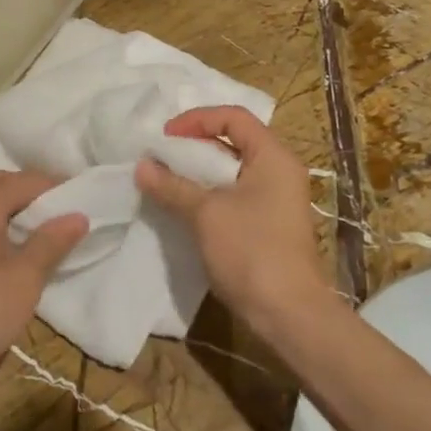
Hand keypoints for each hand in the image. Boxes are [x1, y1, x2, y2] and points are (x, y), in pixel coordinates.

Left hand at [0, 170, 86, 414]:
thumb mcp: (24, 278)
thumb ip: (51, 242)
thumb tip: (78, 214)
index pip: (30, 180)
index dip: (59, 189)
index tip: (87, 204)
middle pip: (6, 186)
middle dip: (37, 198)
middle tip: (69, 220)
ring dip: (16, 214)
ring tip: (46, 237)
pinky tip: (13, 251)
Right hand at [134, 106, 329, 336]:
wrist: (289, 314)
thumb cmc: (251, 251)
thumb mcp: (206, 214)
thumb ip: (172, 186)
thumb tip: (142, 166)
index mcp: (273, 156)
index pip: (234, 117)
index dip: (197, 119)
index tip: (165, 137)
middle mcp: (279, 171)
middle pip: (233, 141)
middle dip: (194, 146)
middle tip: (161, 157)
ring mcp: (276, 199)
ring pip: (231, 171)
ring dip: (198, 172)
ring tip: (165, 181)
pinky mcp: (268, 224)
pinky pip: (234, 195)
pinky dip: (208, 194)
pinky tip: (183, 208)